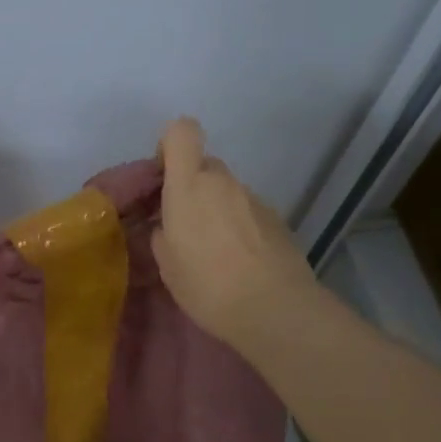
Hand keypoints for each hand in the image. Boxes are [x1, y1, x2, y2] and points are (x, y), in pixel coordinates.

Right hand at [151, 118, 324, 360]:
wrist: (275, 309)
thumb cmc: (207, 284)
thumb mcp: (167, 264)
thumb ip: (163, 234)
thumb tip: (168, 227)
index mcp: (189, 185)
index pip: (181, 132)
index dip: (170, 145)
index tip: (163, 177)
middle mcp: (223, 182)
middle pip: (204, 165)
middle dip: (192, 187)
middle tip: (184, 225)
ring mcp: (254, 199)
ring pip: (226, 192)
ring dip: (217, 210)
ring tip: (214, 252)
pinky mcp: (278, 220)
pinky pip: (248, 212)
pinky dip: (240, 228)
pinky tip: (240, 262)